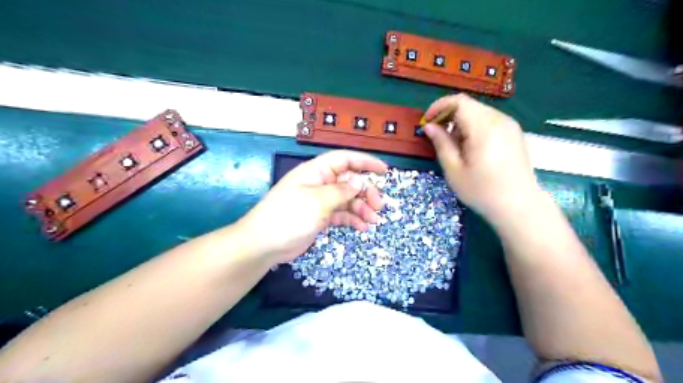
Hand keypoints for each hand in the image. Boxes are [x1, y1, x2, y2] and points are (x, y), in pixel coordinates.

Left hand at [236, 151, 386, 263]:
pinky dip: (352, 219)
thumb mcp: (318, 201)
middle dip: (367, 191)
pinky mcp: (320, 216)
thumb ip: (341, 191)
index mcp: (316, 171)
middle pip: (349, 181)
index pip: (345, 159)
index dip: (365, 162)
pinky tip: (362, 227)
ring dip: (362, 207)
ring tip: (374, 220)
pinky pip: (341, 213)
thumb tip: (359, 180)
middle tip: (379, 206)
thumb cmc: (289, 217)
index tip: (384, 171)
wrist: (264, 244)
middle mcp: (320, 183)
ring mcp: (320, 200)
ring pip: (348, 199)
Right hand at [425, 93, 541, 223]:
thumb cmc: (482, 191)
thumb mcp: (454, 170)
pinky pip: (489, 120)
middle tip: (437, 135)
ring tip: (454, 144)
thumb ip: (441, 143)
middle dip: (448, 115)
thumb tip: (429, 127)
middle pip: (468, 105)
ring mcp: (510, 125)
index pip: (458, 102)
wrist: (519, 206)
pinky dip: (474, 126)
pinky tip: (471, 147)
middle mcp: (499, 120)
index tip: (427, 122)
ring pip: (479, 112)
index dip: (439, 107)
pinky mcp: (514, 133)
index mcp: (483, 127)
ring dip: (461, 122)